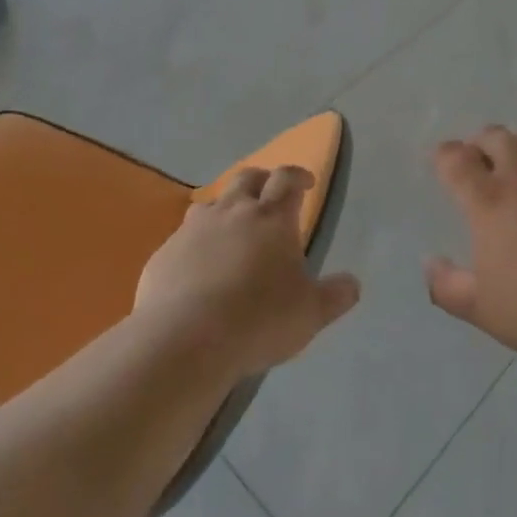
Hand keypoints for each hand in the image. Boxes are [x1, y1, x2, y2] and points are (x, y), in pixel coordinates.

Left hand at [136, 166, 359, 379]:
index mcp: (272, 218)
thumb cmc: (258, 320)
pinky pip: (183, 238)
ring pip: (211, 203)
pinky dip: (196, 243)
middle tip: (270, 195)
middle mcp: (232, 212)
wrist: (184, 340)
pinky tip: (198, 268)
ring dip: (225, 208)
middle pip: (247, 177)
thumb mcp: (310, 313)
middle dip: (262, 180)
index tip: (306, 183)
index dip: (298, 176)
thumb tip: (353, 285)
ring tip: (232, 229)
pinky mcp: (164, 254)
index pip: (287, 179)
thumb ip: (335, 295)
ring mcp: (193, 230)